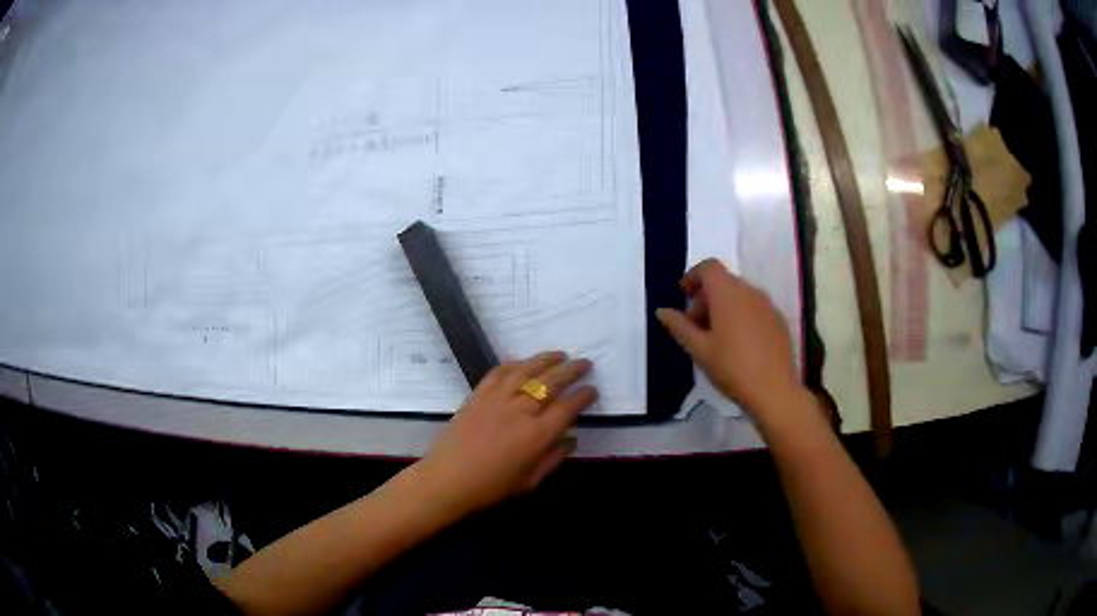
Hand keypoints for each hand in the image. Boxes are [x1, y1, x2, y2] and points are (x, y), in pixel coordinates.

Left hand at [418, 352, 595, 517]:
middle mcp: (521, 411)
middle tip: (585, 363)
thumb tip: (571, 439)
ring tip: (559, 354)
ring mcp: (497, 399)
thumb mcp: (530, 482)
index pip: (568, 407)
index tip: (593, 389)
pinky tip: (522, 362)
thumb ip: (553, 458)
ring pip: (526, 370)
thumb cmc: (491, 488)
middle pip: (552, 382)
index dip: (584, 396)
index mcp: (538, 435)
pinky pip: (499, 373)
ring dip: (545, 359)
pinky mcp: (477, 395)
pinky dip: (514, 364)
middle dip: (572, 370)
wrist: (447, 480)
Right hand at [656, 259, 799, 414]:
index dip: (693, 277)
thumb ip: (680, 326)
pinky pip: (755, 308)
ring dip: (724, 306)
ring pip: (740, 295)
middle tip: (696, 326)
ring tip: (716, 337)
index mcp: (727, 293)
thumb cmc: (732, 367)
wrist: (774, 390)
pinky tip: (739, 344)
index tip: (683, 296)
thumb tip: (662, 311)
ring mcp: (767, 305)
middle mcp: (749, 291)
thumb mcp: (699, 350)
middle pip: (723, 281)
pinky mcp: (779, 320)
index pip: (708, 267)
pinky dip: (741, 315)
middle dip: (706, 297)